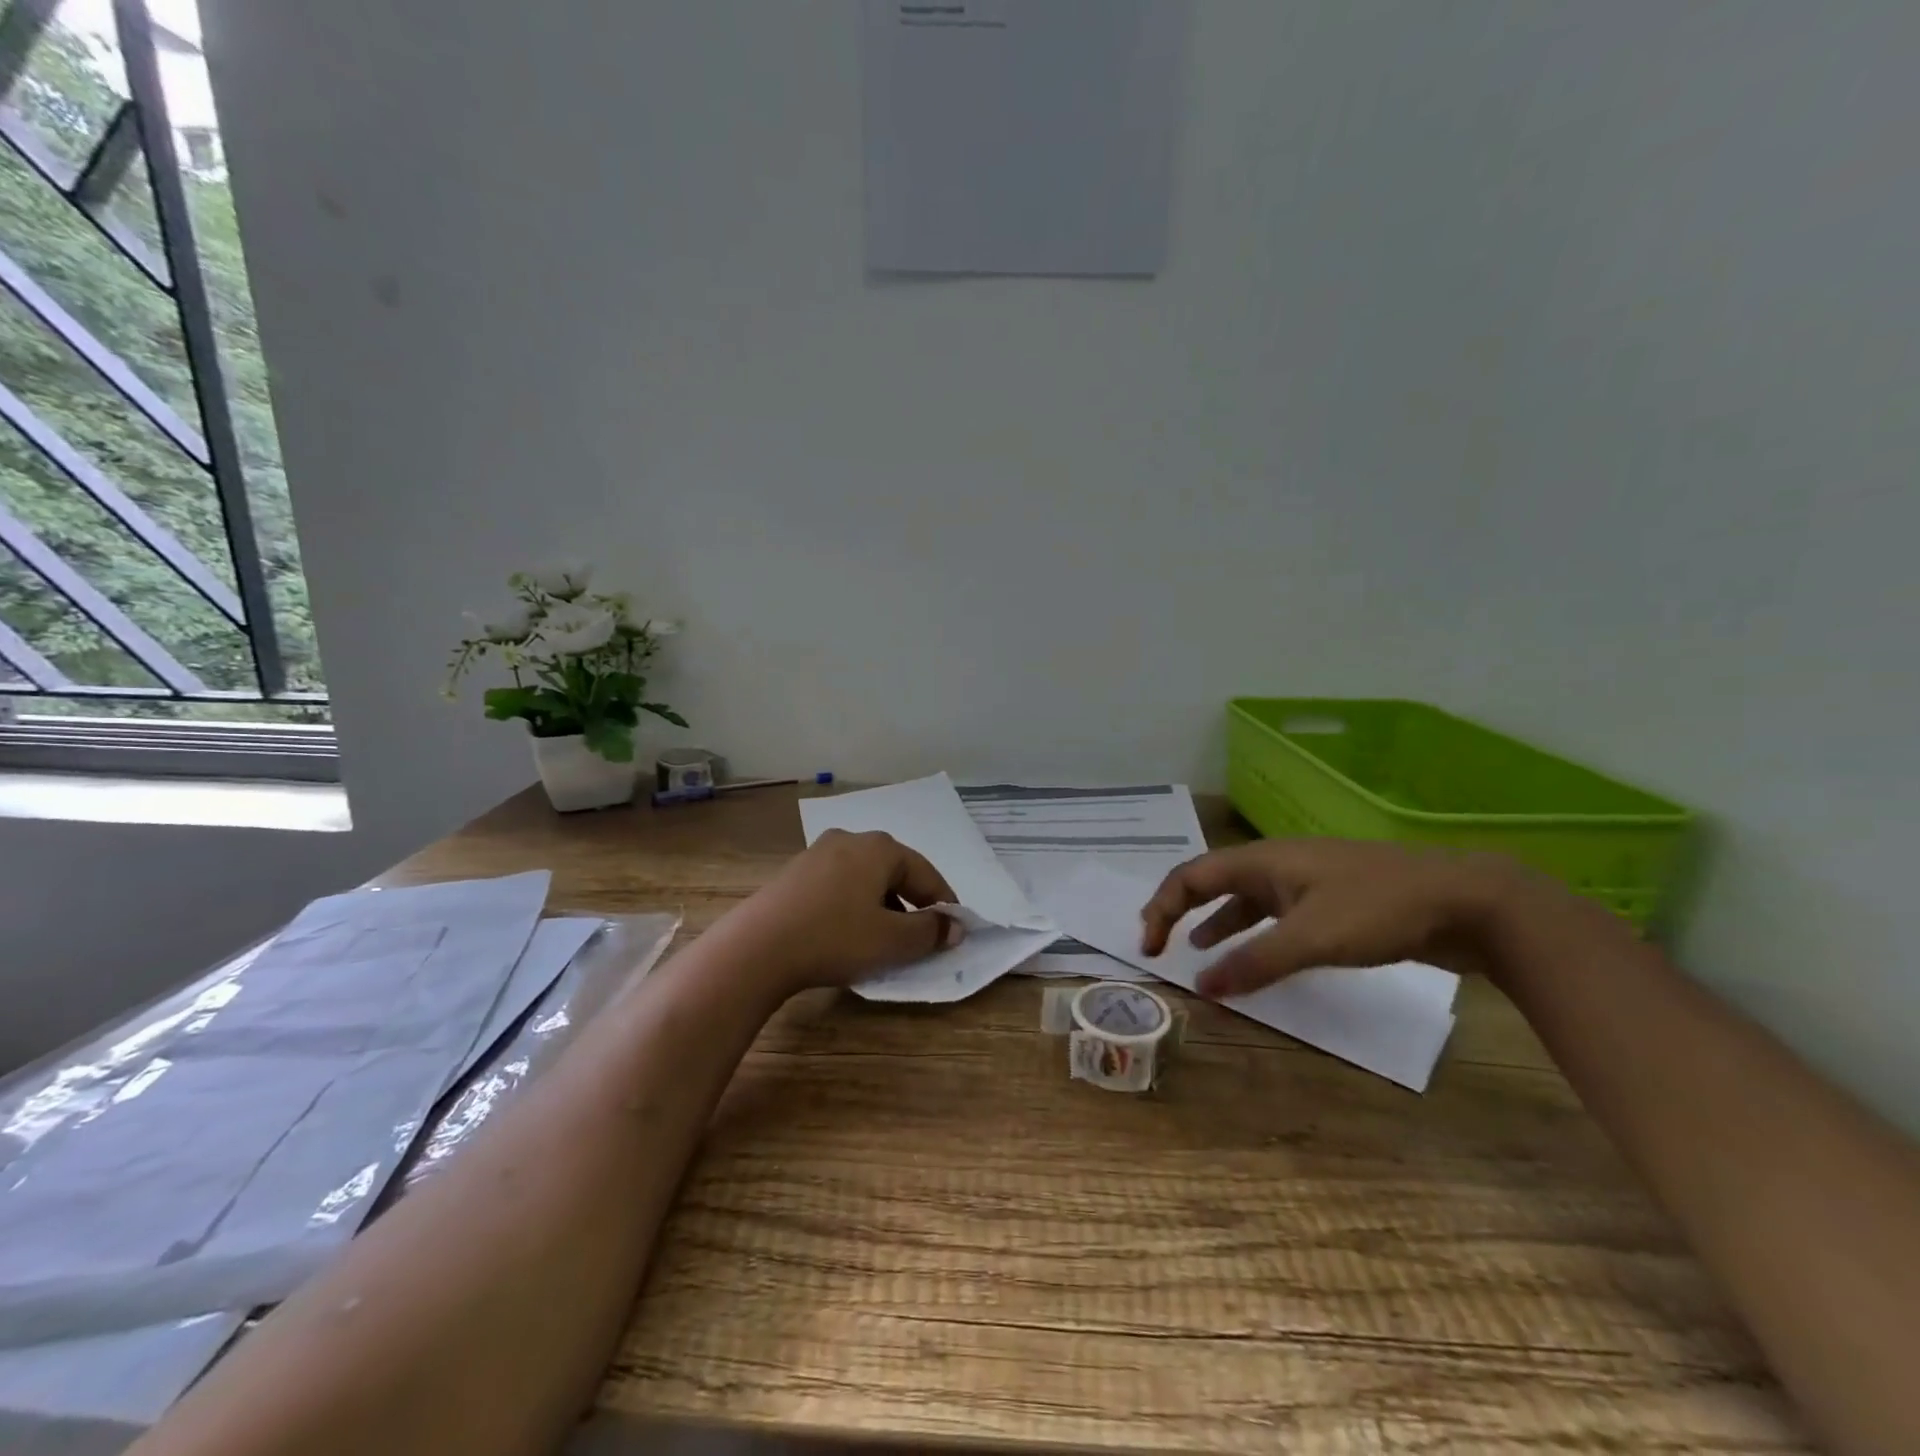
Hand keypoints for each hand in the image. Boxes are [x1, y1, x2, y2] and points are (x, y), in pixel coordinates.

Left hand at [714, 829, 963, 996]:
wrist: (756, 947)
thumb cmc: (835, 938)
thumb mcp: (892, 942)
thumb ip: (930, 932)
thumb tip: (955, 927)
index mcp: (880, 848)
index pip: (926, 873)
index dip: (943, 903)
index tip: (952, 931)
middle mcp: (851, 839)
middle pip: (894, 871)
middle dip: (911, 903)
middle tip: (919, 936)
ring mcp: (818, 853)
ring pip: (865, 878)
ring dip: (881, 905)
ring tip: (882, 939)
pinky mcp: (794, 872)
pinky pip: (838, 885)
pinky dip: (852, 905)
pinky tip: (846, 932)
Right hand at [1139, 839, 1528, 998]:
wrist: (1466, 903)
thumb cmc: (1379, 910)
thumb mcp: (1311, 938)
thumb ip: (1254, 962)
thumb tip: (1201, 988)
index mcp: (1263, 860)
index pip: (1192, 875)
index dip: (1162, 906)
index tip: (1149, 946)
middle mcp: (1277, 864)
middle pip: (1213, 880)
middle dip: (1181, 908)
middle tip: (1160, 941)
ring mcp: (1306, 881)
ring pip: (1245, 898)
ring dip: (1216, 921)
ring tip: (1198, 949)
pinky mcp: (1331, 902)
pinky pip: (1275, 914)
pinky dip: (1253, 932)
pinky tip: (1259, 954)